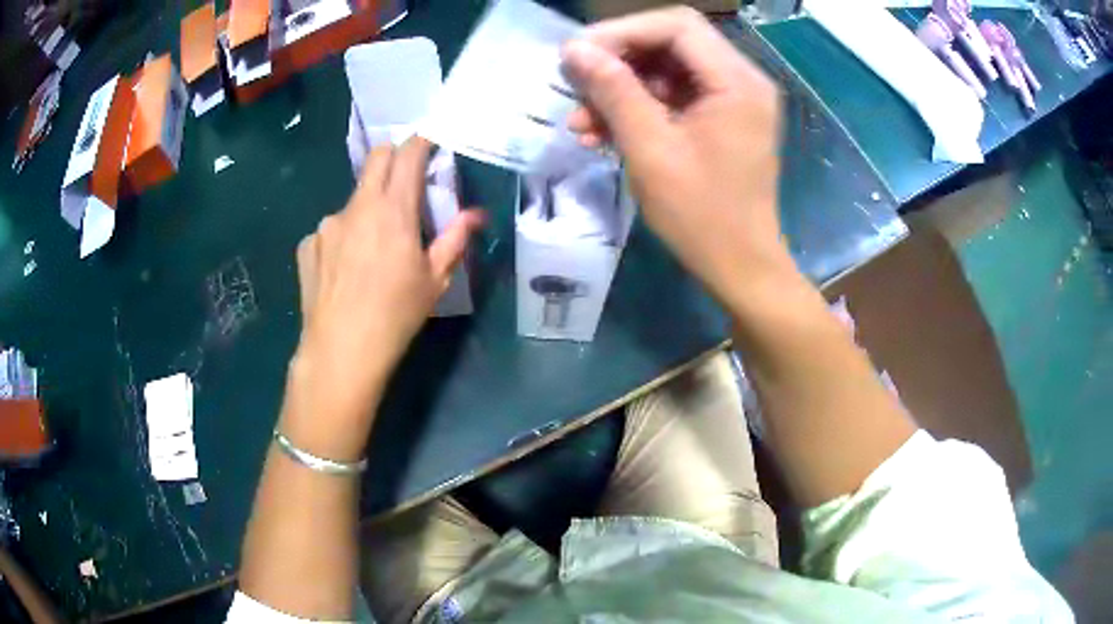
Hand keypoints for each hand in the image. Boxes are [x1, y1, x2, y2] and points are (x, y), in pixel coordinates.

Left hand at [290, 139, 484, 438]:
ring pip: (353, 200)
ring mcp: (327, 224)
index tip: (429, 143)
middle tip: (405, 182)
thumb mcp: (434, 280)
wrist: (341, 350)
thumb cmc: (396, 315)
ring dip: (367, 209)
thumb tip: (476, 215)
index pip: (407, 154)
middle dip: (393, 158)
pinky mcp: (308, 244)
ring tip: (371, 248)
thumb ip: (455, 239)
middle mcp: (356, 206)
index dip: (421, 142)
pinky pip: (331, 230)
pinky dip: (343, 238)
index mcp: (393, 210)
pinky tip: (345, 270)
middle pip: (375, 158)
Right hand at [561, 8, 791, 309]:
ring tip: (581, 121)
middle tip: (576, 85)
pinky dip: (638, 108)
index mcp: (737, 81)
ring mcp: (733, 99)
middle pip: (671, 42)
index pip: (676, 26)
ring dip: (621, 89)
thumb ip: (613, 91)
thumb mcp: (650, 150)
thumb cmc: (701, 216)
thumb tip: (574, 50)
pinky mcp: (721, 118)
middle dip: (618, 61)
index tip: (578, 57)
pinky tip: (601, 132)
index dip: (622, 32)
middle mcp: (742, 79)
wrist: (740, 266)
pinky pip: (673, 96)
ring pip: (666, 70)